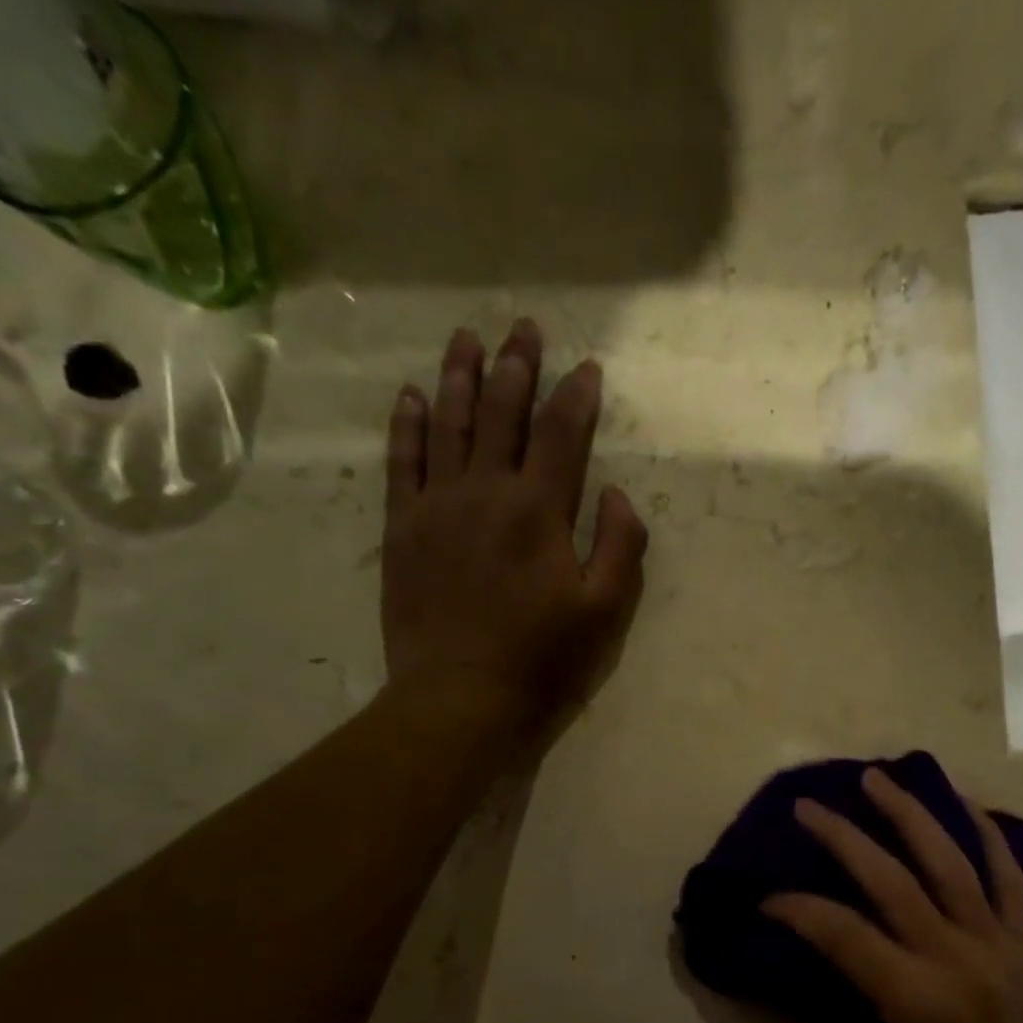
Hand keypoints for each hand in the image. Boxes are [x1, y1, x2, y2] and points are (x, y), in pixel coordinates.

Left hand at [381, 319, 647, 734]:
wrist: (458, 696)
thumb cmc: (540, 658)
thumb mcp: (604, 611)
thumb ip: (620, 545)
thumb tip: (614, 493)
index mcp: (539, 510)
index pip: (562, 434)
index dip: (576, 395)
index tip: (587, 366)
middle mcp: (486, 492)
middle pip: (502, 413)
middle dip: (517, 366)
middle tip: (523, 326)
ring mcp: (437, 506)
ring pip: (449, 424)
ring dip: (460, 376)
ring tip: (467, 337)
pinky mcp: (402, 528)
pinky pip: (402, 461)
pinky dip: (408, 424)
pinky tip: (412, 394)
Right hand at [763, 768, 1022, 1022]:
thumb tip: (774, 994)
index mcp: (913, 998)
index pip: (841, 932)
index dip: (797, 909)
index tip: (767, 899)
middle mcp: (955, 957)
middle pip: (892, 878)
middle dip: (842, 837)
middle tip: (808, 806)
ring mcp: (995, 944)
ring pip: (951, 861)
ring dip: (911, 814)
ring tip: (877, 778)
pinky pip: (1012, 879)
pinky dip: (993, 836)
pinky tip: (969, 802)